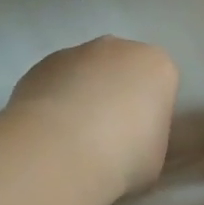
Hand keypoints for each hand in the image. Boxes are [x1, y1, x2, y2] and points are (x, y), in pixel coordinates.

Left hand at [7, 37, 179, 198]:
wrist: (60, 152)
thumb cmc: (122, 156)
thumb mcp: (155, 156)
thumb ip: (148, 136)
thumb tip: (132, 139)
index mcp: (157, 66)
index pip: (160, 83)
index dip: (150, 112)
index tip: (140, 139)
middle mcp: (119, 48)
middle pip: (123, 69)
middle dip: (117, 94)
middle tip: (107, 136)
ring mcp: (78, 51)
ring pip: (87, 71)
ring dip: (83, 94)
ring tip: (71, 138)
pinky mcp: (43, 63)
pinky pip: (56, 80)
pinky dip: (54, 99)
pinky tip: (48, 132)